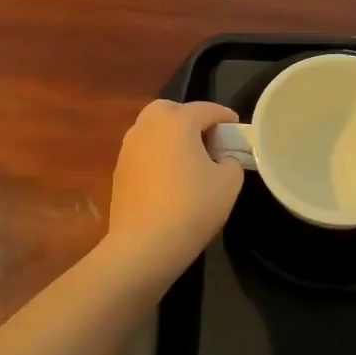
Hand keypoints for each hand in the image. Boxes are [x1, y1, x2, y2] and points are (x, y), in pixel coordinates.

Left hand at [105, 99, 244, 273]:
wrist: (144, 244)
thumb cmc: (192, 207)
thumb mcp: (229, 182)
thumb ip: (231, 161)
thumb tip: (222, 159)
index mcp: (177, 121)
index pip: (207, 109)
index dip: (226, 118)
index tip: (237, 131)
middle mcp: (148, 125)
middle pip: (173, 110)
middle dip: (191, 119)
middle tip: (208, 141)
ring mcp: (129, 147)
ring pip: (153, 129)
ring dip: (171, 137)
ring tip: (188, 160)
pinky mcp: (118, 169)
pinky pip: (143, 151)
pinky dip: (157, 155)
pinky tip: (168, 178)